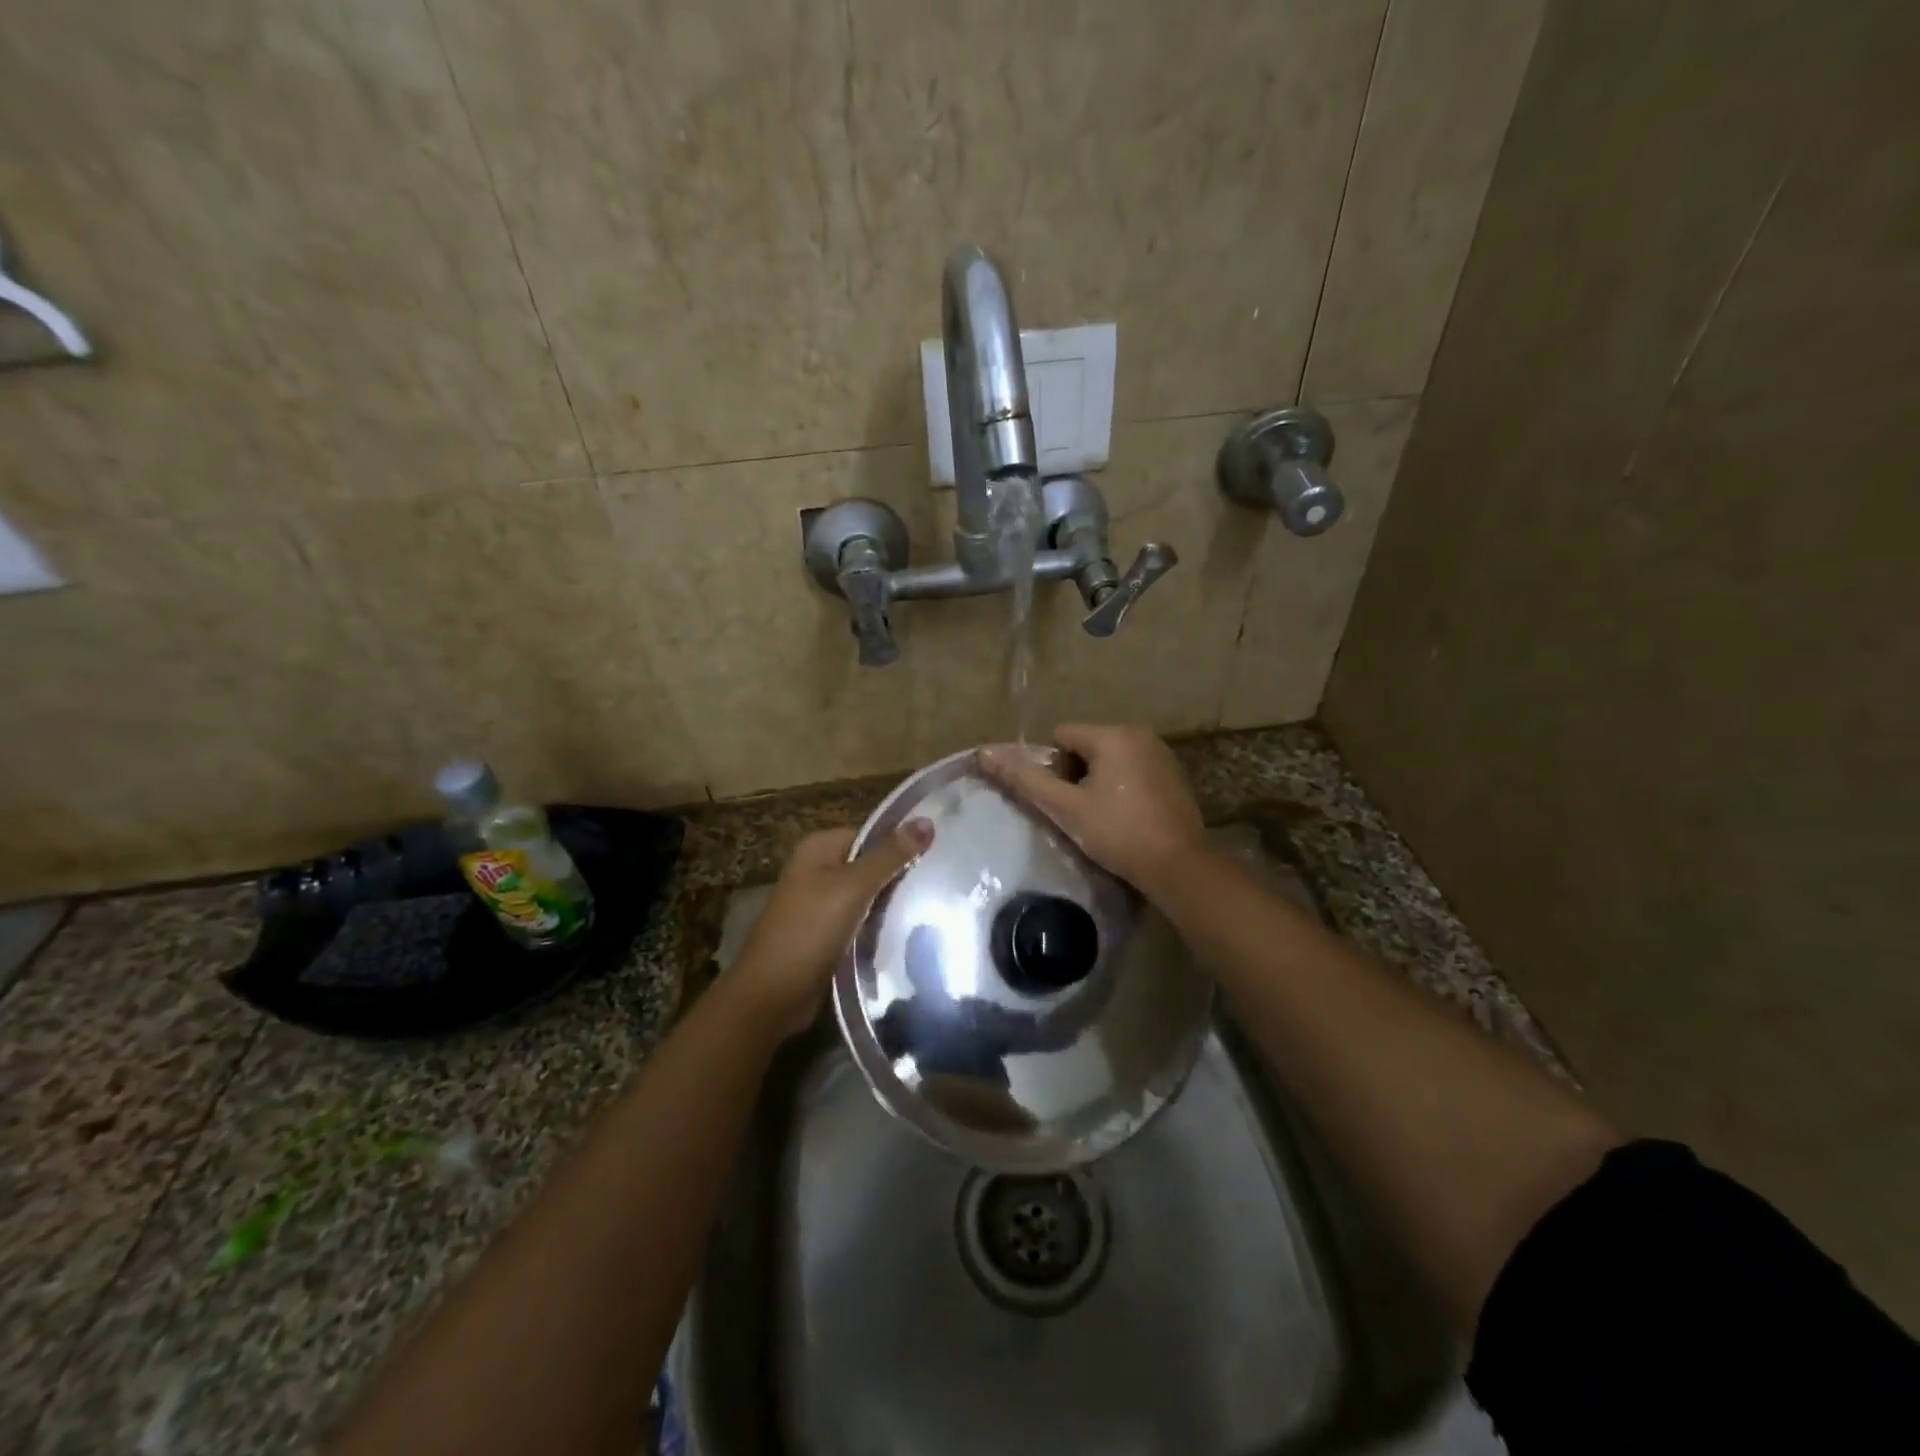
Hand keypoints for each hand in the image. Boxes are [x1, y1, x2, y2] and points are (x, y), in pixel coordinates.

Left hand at [730, 820, 932, 1036]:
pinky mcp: (827, 934)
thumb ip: (890, 855)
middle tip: (942, 885)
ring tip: (934, 908)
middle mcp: (818, 870)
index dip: (902, 844)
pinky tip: (909, 933)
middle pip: (871, 865)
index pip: (872, 835)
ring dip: (893, 905)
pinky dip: (880, 926)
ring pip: (869, 896)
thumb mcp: (853, 887)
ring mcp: (821, 904)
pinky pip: (862, 922)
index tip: (939, 856)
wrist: (772, 995)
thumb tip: (927, 821)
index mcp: (819, 848)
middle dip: (900, 877)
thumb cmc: (809, 931)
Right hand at [979, 725, 1204, 891]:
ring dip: (1099, 783)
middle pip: (1087, 747)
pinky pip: (1134, 772)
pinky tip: (1125, 820)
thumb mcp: (1065, 808)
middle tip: (1077, 813)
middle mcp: (1141, 734)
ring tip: (1100, 819)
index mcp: (1114, 734)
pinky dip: (1123, 789)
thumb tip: (984, 753)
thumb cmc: (1117, 833)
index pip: (1062, 736)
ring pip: (1111, 761)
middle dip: (1076, 776)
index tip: (1060, 801)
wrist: (1178, 866)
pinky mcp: (1175, 777)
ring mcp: (1163, 755)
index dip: (1052, 768)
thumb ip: (1024, 779)